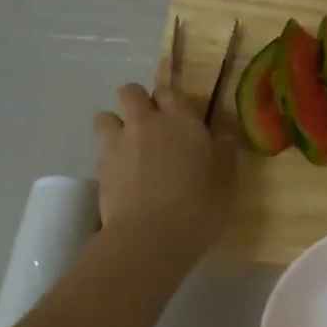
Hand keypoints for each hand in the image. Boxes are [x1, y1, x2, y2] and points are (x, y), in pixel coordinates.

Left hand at [92, 82, 234, 254]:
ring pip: (105, 116)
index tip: (176, 114)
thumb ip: (224, 151)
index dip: (170, 99)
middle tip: (150, 125)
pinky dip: (108, 156)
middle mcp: (146, 122)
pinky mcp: (101, 167)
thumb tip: (224, 135)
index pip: (169, 91)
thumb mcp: (226, 179)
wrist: (153, 235)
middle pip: (131, 92)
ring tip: (127, 146)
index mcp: (181, 120)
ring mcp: (119, 143)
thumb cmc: (200, 205)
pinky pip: (100, 150)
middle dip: (137, 102)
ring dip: (115, 125)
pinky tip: (121, 176)